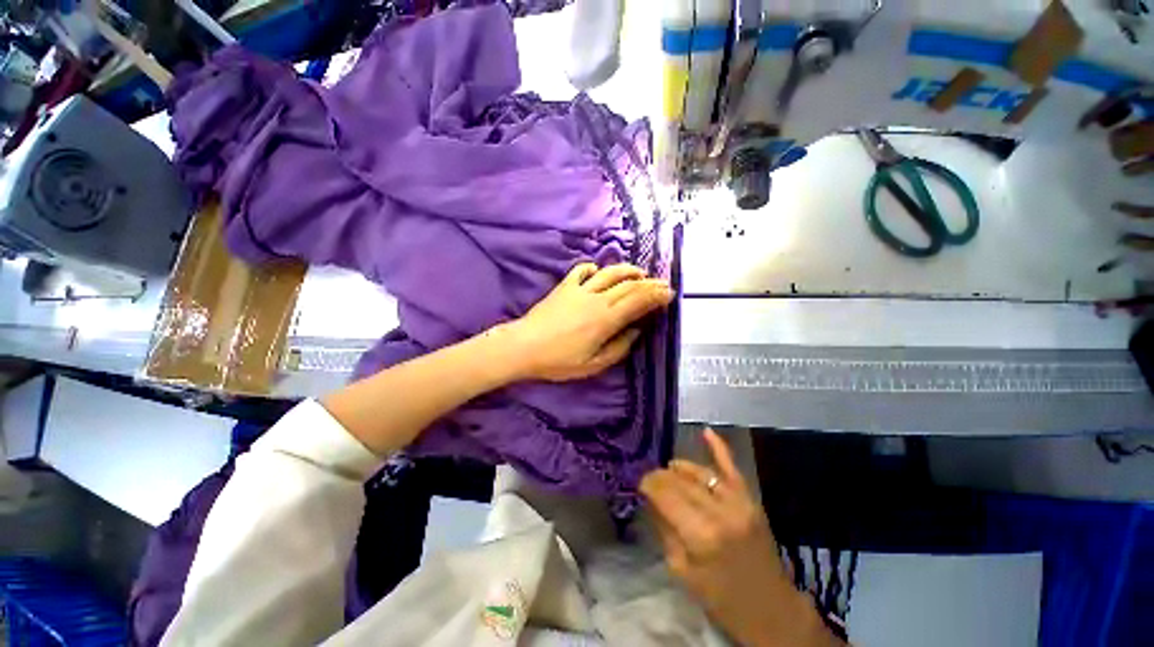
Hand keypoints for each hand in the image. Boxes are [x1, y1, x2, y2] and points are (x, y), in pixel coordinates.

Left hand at [502, 263, 671, 381]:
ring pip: (609, 273)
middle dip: (649, 283)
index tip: (669, 293)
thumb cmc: (559, 360)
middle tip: (662, 283)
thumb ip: (619, 347)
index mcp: (606, 319)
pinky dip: (593, 268)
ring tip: (638, 273)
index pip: (638, 302)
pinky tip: (598, 270)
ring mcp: (580, 290)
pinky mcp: (564, 287)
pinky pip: (581, 270)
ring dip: (627, 270)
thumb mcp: (594, 365)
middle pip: (628, 285)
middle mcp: (597, 299)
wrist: (524, 347)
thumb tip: (636, 332)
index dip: (655, 296)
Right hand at [641, 430, 838, 646]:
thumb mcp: (681, 572)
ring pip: (700, 473)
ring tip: (667, 469)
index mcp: (700, 534)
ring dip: (680, 468)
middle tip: (649, 479)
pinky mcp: (750, 499)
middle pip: (680, 482)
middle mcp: (719, 511)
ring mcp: (738, 502)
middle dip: (660, 477)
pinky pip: (731, 468)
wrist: (771, 609)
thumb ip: (664, 530)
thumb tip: (650, 499)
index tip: (639, 483)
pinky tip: (706, 432)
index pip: (665, 494)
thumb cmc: (720, 599)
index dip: (648, 484)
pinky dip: (719, 448)